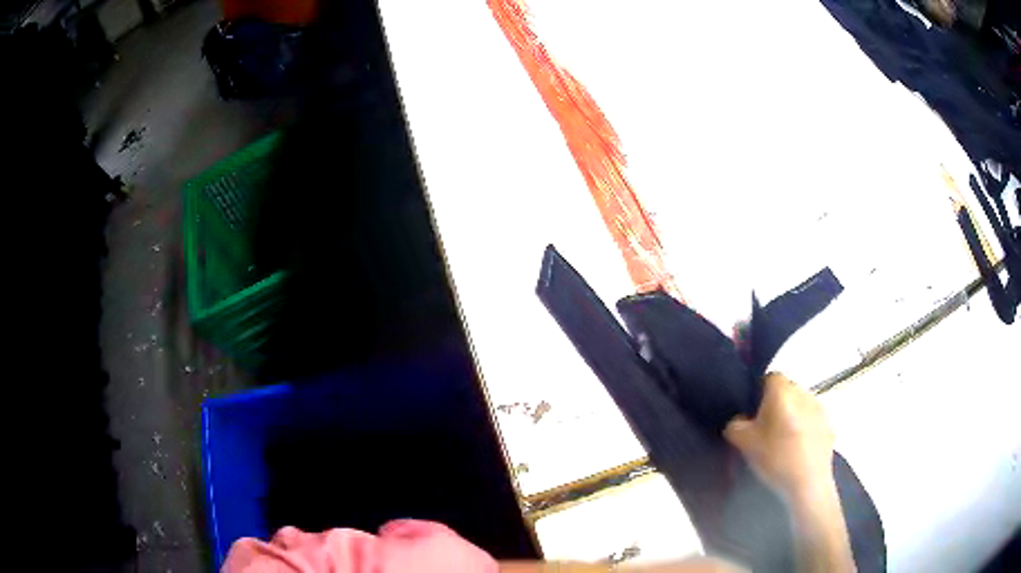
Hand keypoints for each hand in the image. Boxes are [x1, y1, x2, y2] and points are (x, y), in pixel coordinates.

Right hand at [724, 373, 834, 500]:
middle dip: (776, 406)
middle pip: (786, 391)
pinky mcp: (829, 425)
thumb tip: (739, 420)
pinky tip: (796, 451)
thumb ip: (735, 424)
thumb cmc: (775, 459)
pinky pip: (811, 420)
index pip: (769, 377)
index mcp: (782, 392)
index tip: (753, 415)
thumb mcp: (743, 443)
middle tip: (765, 431)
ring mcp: (819, 409)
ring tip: (782, 443)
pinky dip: (804, 430)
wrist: (807, 484)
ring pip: (799, 406)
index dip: (758, 394)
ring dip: (791, 417)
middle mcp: (803, 393)